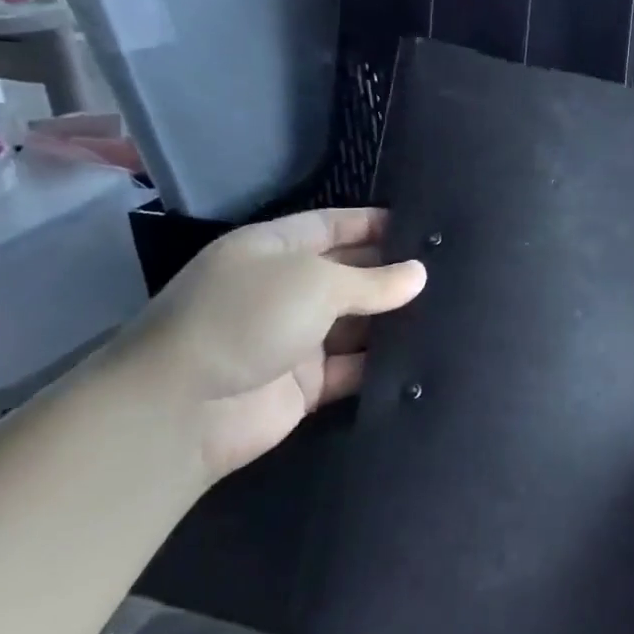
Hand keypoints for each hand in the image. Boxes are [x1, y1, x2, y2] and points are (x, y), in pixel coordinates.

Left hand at [108, 209, 425, 480]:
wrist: (183, 410)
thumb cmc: (247, 318)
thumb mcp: (315, 283)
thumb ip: (373, 280)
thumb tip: (420, 275)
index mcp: (272, 249)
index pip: (331, 225)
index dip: (374, 223)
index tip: (423, 225)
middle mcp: (283, 289)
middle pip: (348, 273)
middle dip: (392, 272)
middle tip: (449, 271)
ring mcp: (294, 338)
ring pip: (356, 322)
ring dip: (393, 319)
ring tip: (451, 310)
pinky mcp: (305, 384)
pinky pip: (353, 367)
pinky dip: (383, 364)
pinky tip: (426, 355)